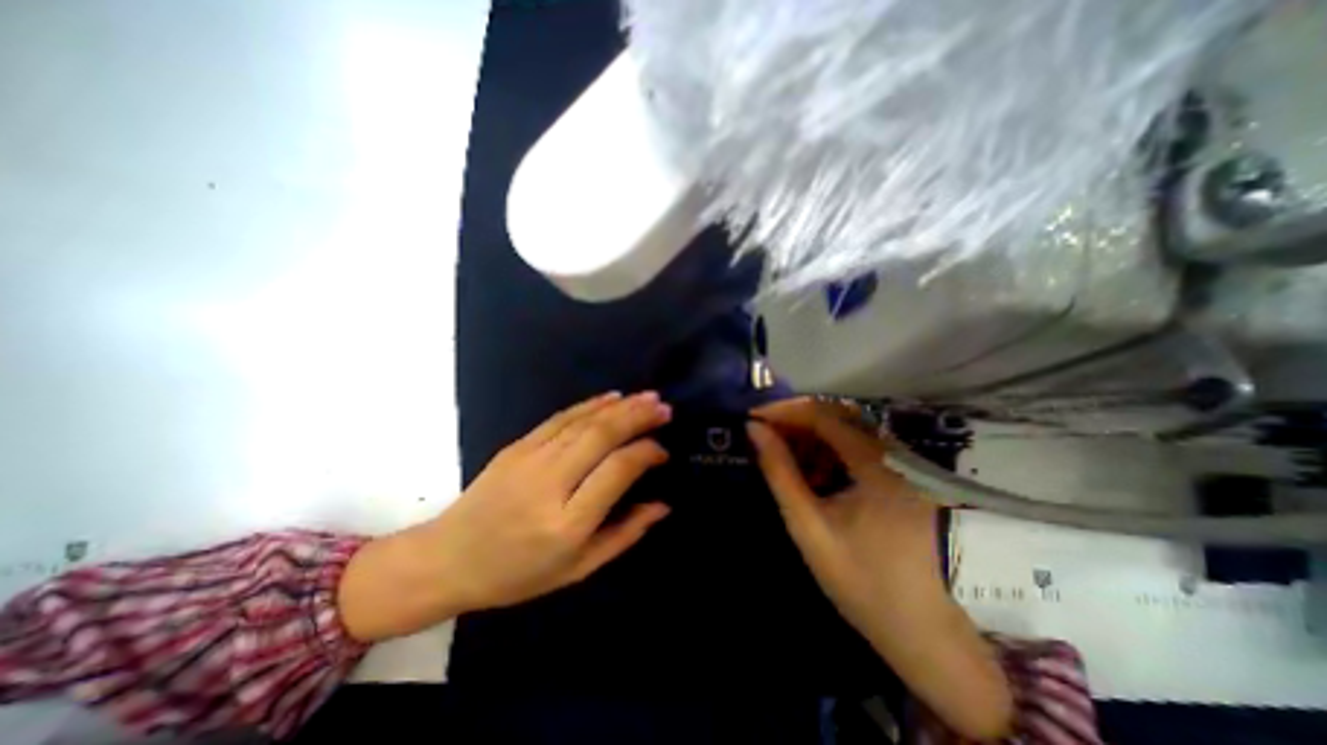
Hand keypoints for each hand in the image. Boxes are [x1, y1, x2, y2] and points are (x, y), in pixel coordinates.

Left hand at [340, 394, 675, 642]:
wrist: (447, 559)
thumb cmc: (517, 574)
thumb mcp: (577, 569)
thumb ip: (624, 535)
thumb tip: (662, 506)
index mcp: (567, 522)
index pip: (617, 471)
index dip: (646, 453)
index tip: (663, 451)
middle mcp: (550, 484)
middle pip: (601, 436)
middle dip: (638, 417)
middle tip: (664, 407)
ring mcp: (529, 459)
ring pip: (584, 422)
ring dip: (620, 406)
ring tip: (648, 397)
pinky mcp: (517, 446)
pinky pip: (561, 418)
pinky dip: (590, 405)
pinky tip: (612, 397)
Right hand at [746, 398, 1016, 742]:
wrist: (930, 633)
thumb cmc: (865, 582)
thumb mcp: (810, 527)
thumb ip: (780, 473)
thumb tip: (755, 431)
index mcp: (874, 463)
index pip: (821, 414)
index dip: (783, 410)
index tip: (752, 416)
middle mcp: (892, 453)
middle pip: (836, 416)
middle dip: (795, 421)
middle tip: (764, 434)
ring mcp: (901, 464)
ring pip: (847, 430)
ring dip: (810, 436)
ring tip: (783, 454)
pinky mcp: (902, 477)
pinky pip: (858, 449)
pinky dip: (828, 452)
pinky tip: (813, 473)